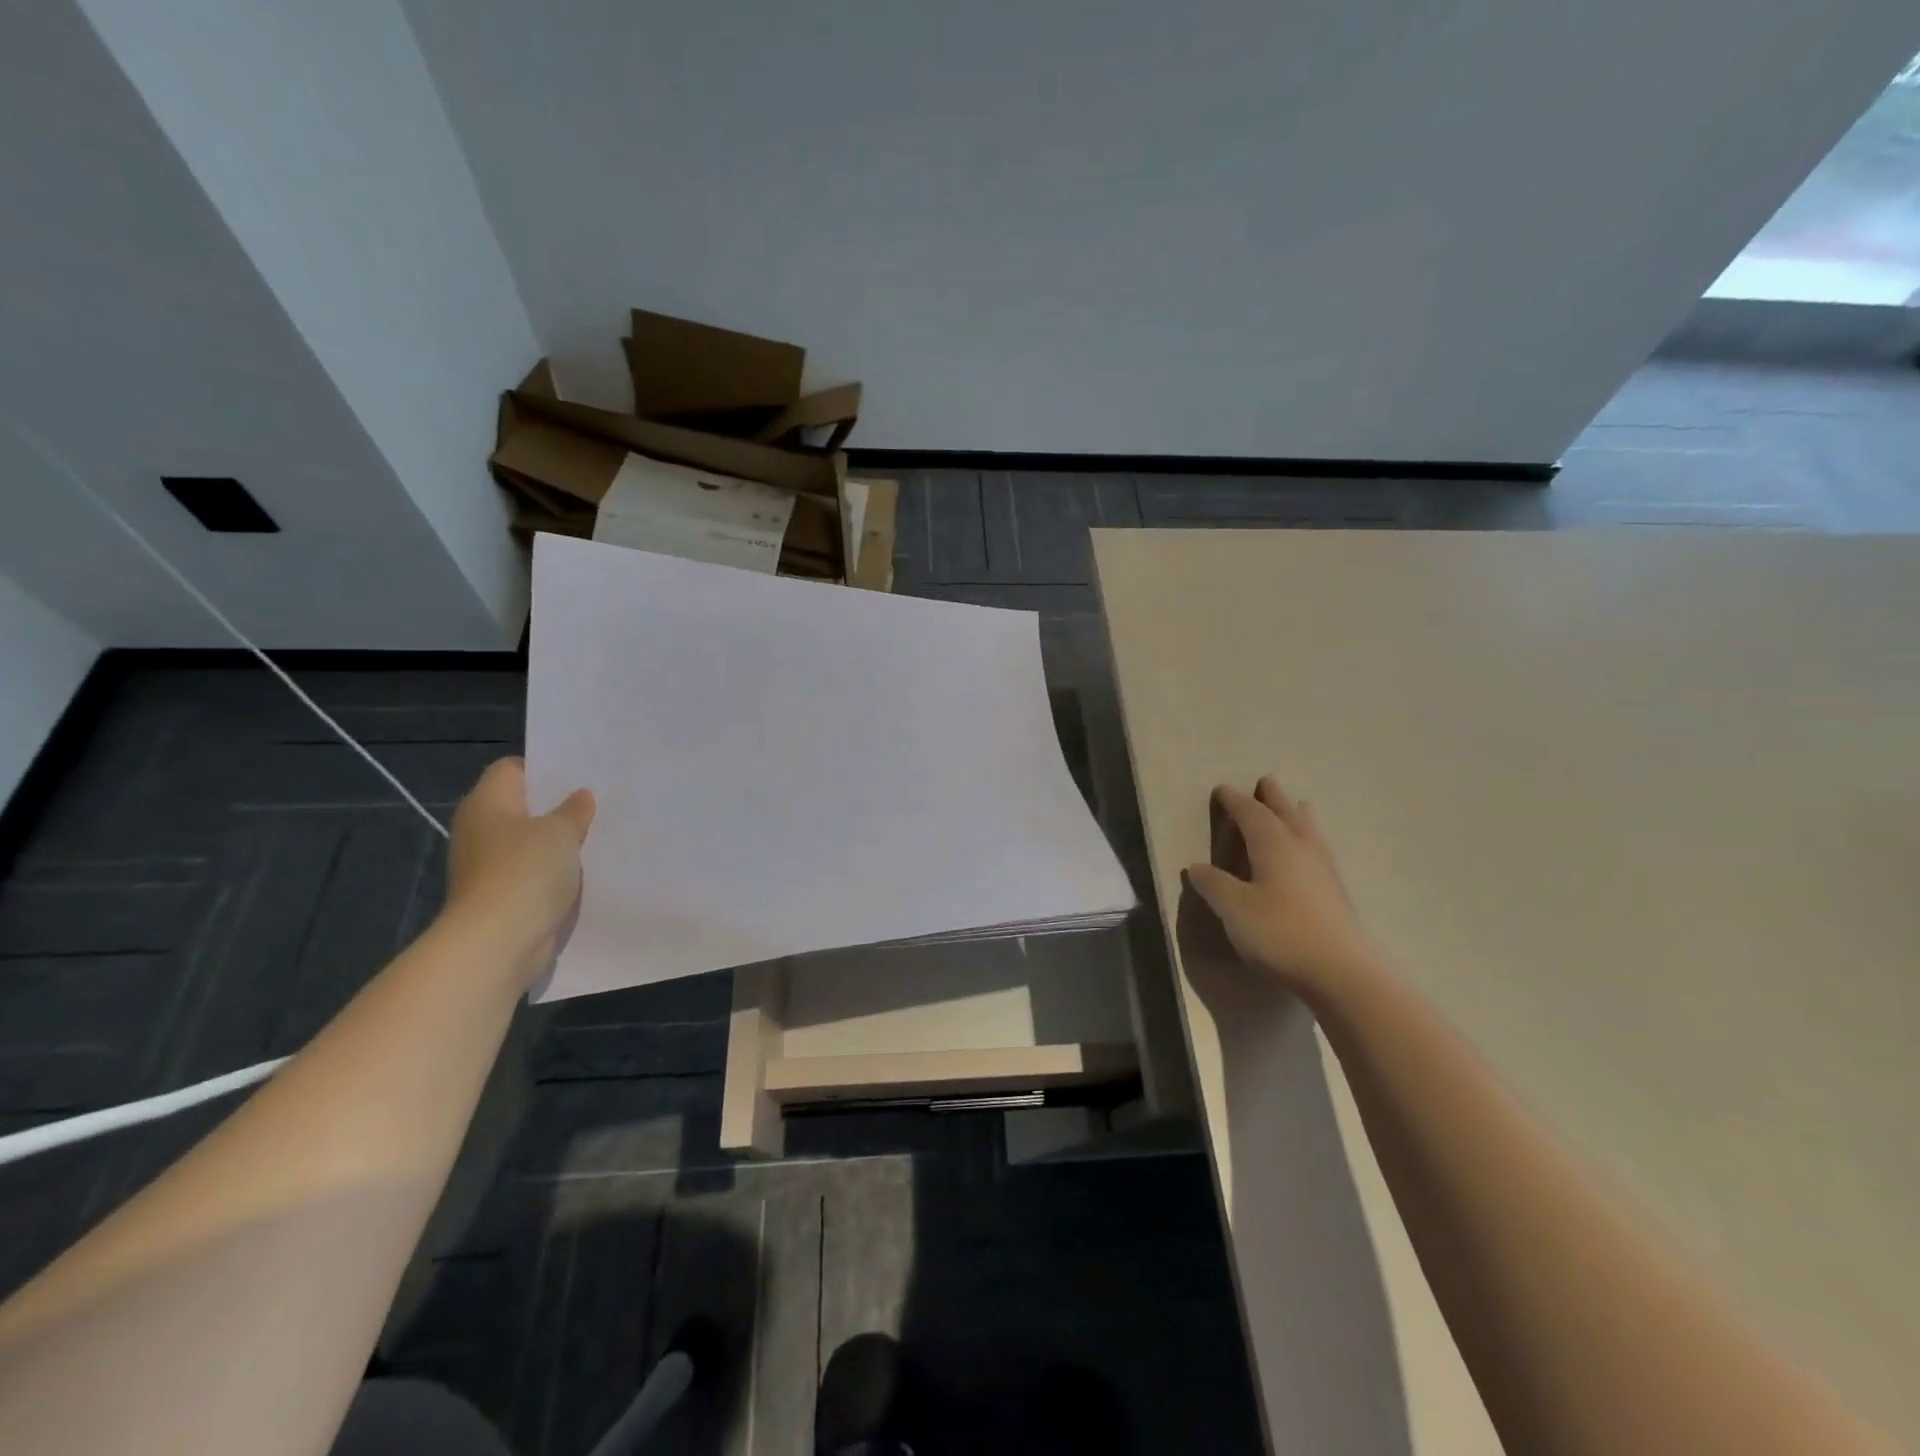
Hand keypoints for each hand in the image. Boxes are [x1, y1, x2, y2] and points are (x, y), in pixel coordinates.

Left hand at [446, 758, 594, 979]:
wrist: (497, 942)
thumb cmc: (525, 871)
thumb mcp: (561, 832)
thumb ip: (574, 811)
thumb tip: (580, 796)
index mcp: (487, 802)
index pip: (513, 769)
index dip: (545, 767)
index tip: (581, 773)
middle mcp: (481, 829)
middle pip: (522, 805)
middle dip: (557, 804)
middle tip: (599, 800)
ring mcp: (488, 864)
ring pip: (530, 841)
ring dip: (558, 840)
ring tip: (599, 832)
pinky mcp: (501, 895)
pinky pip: (533, 871)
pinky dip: (555, 870)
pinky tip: (585, 868)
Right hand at [1186, 776, 1376, 999]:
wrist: (1340, 972)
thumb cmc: (1280, 933)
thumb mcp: (1234, 909)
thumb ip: (1214, 885)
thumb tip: (1198, 866)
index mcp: (1274, 845)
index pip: (1251, 814)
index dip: (1235, 801)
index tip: (1222, 789)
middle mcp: (1301, 849)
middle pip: (1286, 814)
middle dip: (1273, 798)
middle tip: (1266, 781)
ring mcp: (1323, 870)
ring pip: (1309, 830)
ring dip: (1297, 815)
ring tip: (1297, 805)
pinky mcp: (1335, 893)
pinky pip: (1318, 850)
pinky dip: (1308, 839)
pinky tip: (1309, 853)